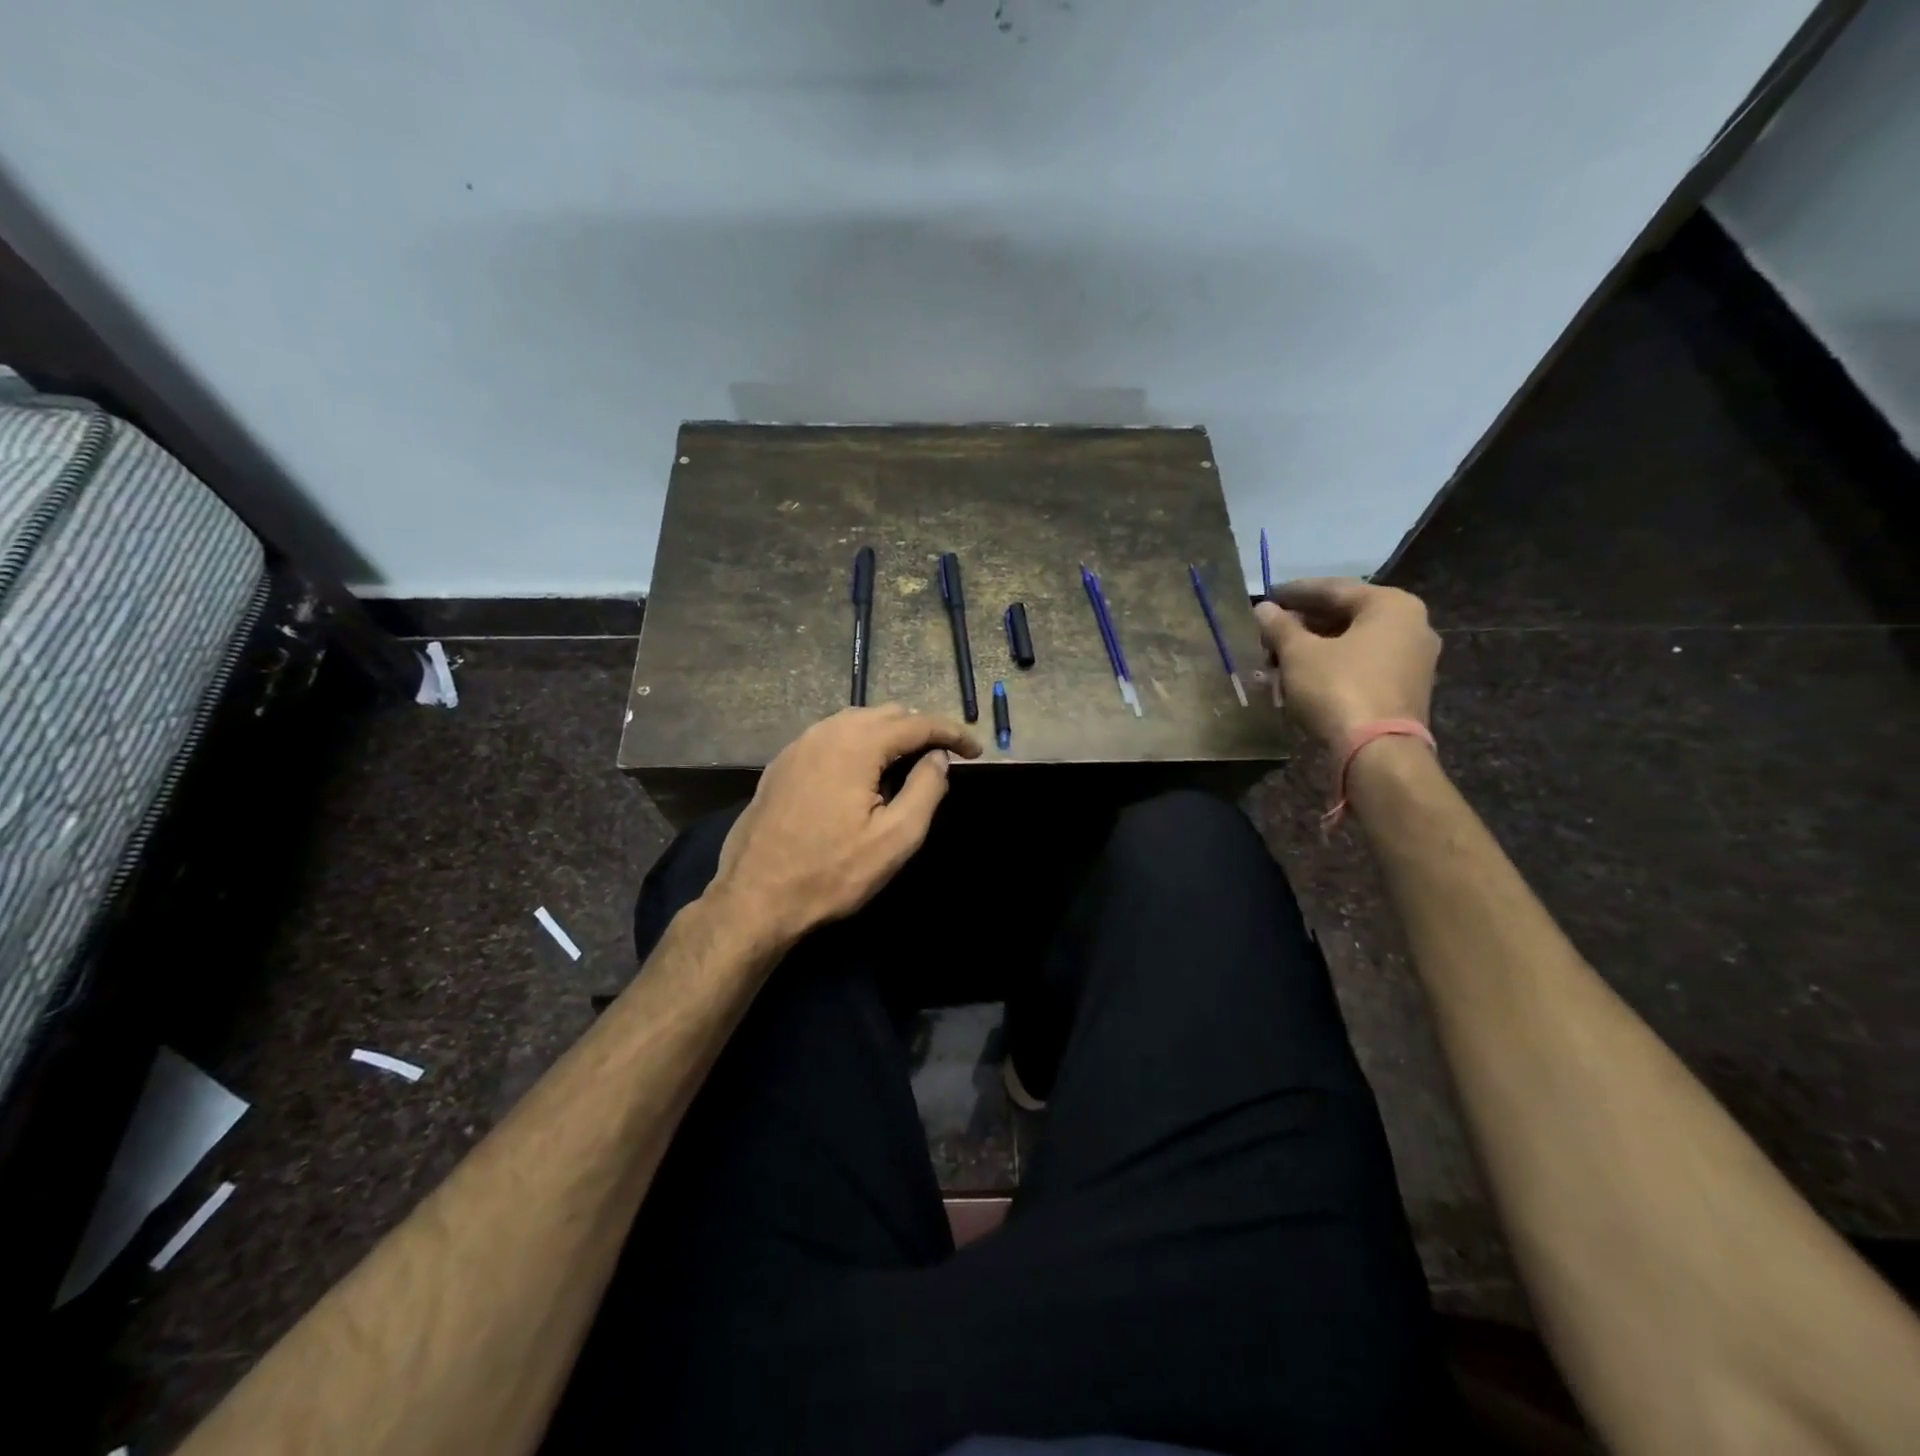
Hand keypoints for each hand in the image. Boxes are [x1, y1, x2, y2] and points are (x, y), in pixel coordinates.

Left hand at [708, 705, 981, 944]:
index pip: (917, 723)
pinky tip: (863, 771)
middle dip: (920, 729)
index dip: (952, 733)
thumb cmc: (831, 873)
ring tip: (909, 761)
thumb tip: (938, 758)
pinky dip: (858, 742)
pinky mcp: (782, 763)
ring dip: (888, 734)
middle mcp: (825, 732)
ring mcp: (798, 745)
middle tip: (944, 758)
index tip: (975, 751)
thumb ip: (925, 790)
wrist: (754, 898)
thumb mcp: (894, 839)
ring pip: (856, 721)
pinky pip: (830, 736)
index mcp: (856, 745)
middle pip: (885, 714)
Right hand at [1254, 578, 1439, 748]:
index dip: (1295, 593)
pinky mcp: (1405, 688)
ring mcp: (1413, 659)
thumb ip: (1280, 626)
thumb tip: (1263, 609)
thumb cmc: (1337, 688)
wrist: (1377, 751)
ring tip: (1278, 657)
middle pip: (1346, 616)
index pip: (1334, 589)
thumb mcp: (1299, 653)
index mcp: (1391, 605)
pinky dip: (1332, 665)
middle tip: (1269, 631)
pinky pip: (1362, 665)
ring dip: (1314, 647)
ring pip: (1353, 642)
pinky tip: (1301, 676)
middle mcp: (1411, 625)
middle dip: (1303, 624)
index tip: (1267, 596)